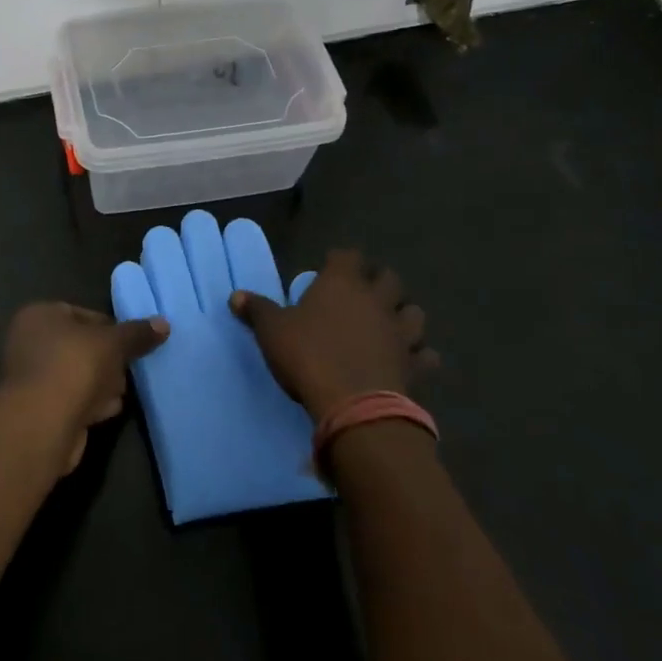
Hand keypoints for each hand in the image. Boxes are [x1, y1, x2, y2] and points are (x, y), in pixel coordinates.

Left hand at [2, 303, 167, 473]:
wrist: (43, 423)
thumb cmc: (74, 366)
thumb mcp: (113, 342)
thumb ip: (137, 333)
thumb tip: (163, 324)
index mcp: (39, 315)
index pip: (82, 314)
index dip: (110, 328)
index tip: (131, 343)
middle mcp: (29, 342)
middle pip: (81, 346)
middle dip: (107, 360)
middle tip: (127, 370)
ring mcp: (32, 377)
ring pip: (78, 374)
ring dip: (101, 384)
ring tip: (119, 393)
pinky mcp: (39, 409)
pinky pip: (72, 399)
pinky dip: (89, 403)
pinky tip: (106, 411)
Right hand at [231, 249, 434, 422]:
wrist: (353, 405)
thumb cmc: (308, 355)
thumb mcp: (272, 331)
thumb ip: (257, 310)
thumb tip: (236, 296)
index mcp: (342, 283)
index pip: (348, 255)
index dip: (340, 260)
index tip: (328, 268)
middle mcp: (376, 299)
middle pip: (389, 278)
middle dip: (378, 282)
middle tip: (362, 294)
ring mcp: (400, 332)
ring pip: (414, 312)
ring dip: (403, 315)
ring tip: (389, 323)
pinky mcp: (415, 364)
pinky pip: (426, 354)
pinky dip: (419, 355)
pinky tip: (408, 360)